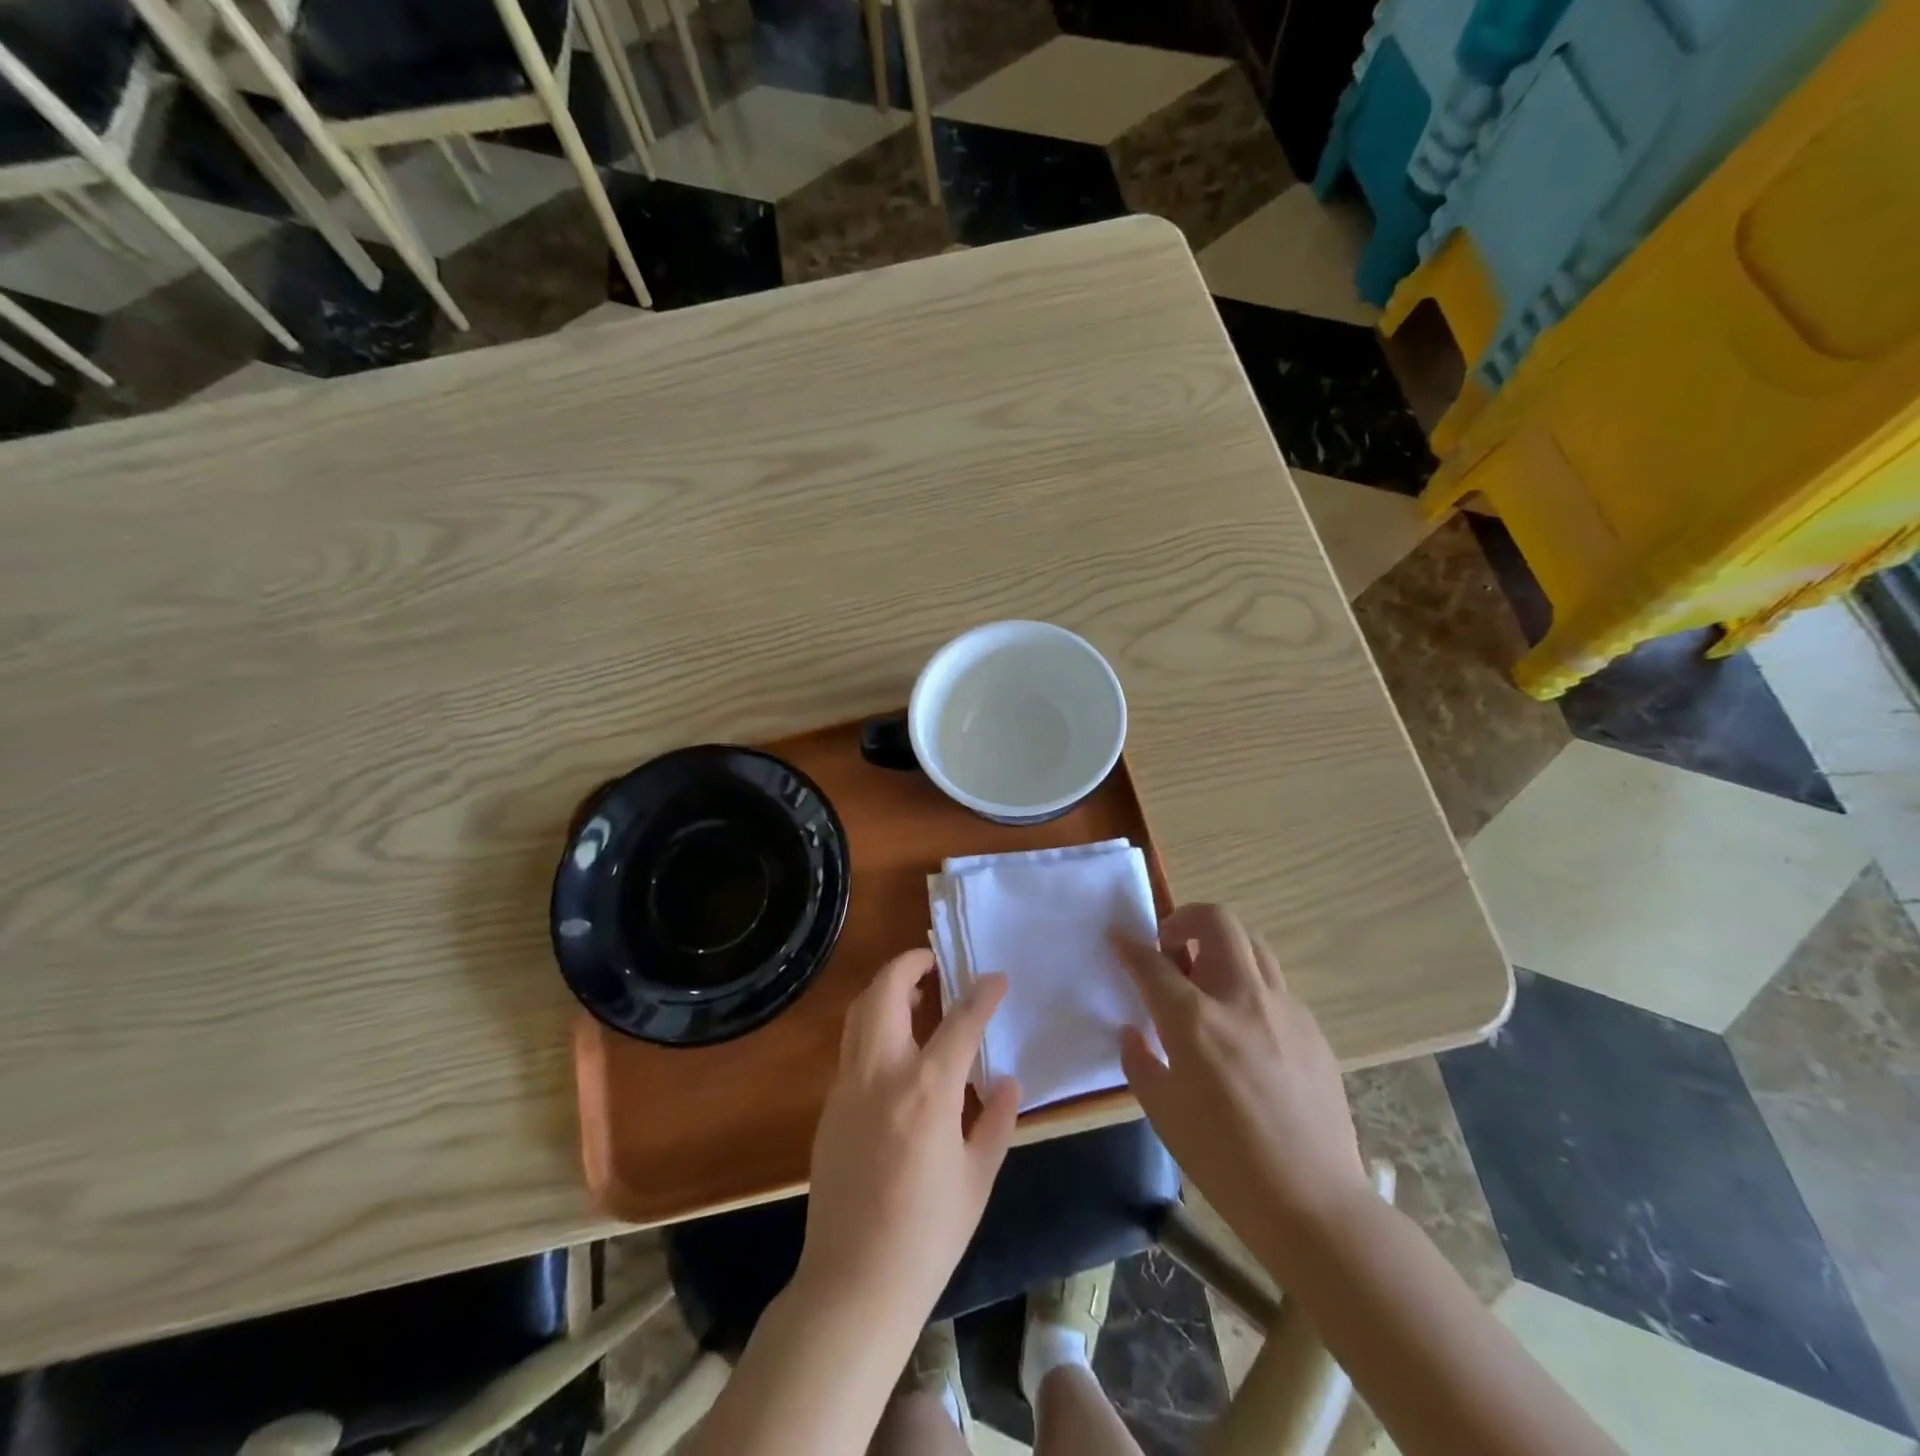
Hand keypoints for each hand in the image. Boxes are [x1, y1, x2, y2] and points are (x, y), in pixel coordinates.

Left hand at [795, 949, 1021, 1331]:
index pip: (960, 1021)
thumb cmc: (928, 1236)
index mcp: (927, 1090)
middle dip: (910, 963)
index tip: (996, 977)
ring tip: (916, 996)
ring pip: (861, 1012)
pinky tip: (897, 1051)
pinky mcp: (829, 1106)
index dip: (982, 994)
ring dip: (886, 989)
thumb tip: (1007, 1080)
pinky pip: (852, 1046)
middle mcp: (882, 1073)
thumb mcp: (978, 1179)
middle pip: (886, 991)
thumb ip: (994, 1120)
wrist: (853, 1284)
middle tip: (935, 962)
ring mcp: (848, 1086)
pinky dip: (874, 1026)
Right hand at [1118, 903, 1369, 1268]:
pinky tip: (1242, 1027)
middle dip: (1184, 919)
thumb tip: (1135, 1033)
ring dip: (1221, 946)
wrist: (1312, 1203)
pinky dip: (1249, 984)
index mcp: (1195, 1020)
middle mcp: (1241, 998)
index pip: (1152, 963)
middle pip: (1216, 921)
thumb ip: (1141, 1061)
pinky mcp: (1311, 1028)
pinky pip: (1274, 984)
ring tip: (1206, 981)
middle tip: (1170, 949)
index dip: (1129, 947)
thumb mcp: (1163, 1111)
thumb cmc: (1224, 1161)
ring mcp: (1284, 1009)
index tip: (1118, 938)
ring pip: (1252, 944)